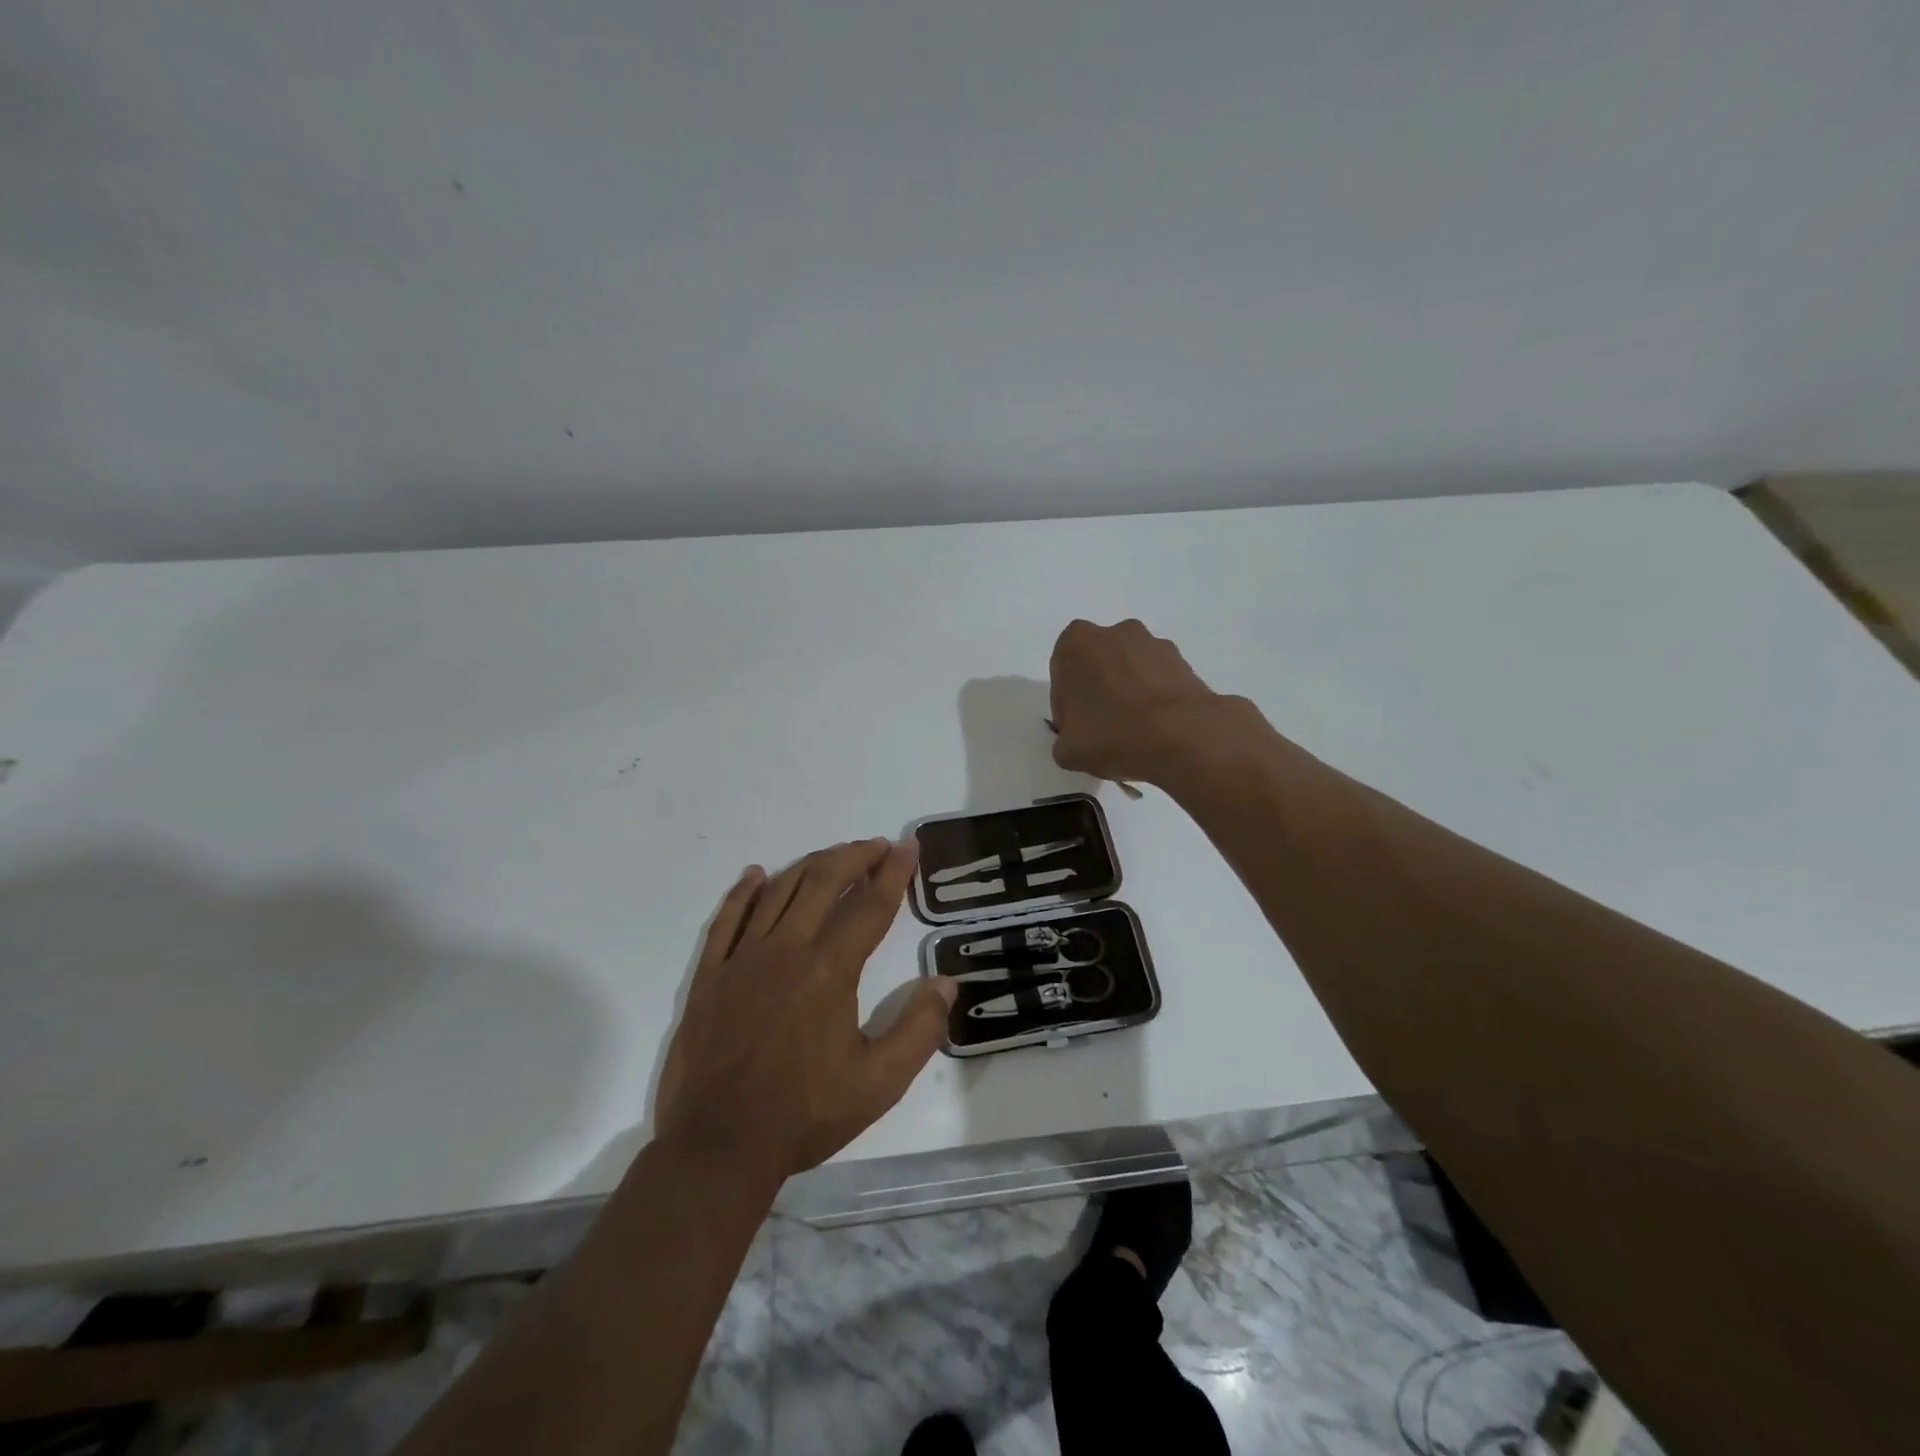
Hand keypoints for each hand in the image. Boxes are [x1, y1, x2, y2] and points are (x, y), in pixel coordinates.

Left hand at [654, 839, 955, 1183]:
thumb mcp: (879, 1084)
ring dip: (811, 865)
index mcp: (829, 970)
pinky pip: (727, 919)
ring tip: (834, 856)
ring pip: (779, 891)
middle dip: (854, 856)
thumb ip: (919, 1030)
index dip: (893, 873)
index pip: (870, 906)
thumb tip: (946, 984)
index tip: (908, 847)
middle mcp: (786, 950)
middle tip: (877, 846)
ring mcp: (742, 959)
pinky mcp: (710, 976)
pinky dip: (744, 892)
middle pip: (824, 882)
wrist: (718, 1148)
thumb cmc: (804, 1115)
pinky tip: (756, 875)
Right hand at [1049, 618, 1242, 784]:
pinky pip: (1157, 680)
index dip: (1065, 706)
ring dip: (1127, 693)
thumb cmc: (1114, 734)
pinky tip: (1156, 729)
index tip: (1075, 731)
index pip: (1062, 675)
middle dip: (1097, 693)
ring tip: (1133, 733)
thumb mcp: (1067, 751)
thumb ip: (1064, 741)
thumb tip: (1077, 741)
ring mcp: (1153, 643)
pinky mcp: (1183, 661)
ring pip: (1129, 670)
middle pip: (1096, 666)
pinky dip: (1153, 698)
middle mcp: (1115, 631)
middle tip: (1101, 730)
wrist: (1184, 736)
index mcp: (1077, 642)